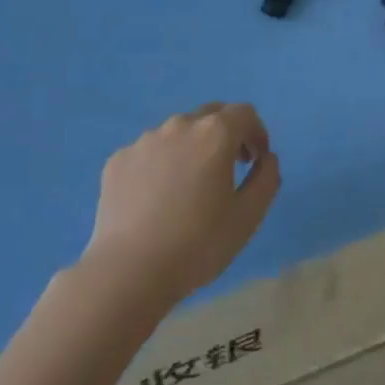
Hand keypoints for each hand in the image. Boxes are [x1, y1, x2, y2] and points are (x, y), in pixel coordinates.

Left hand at [82, 103, 279, 307]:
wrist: (129, 270)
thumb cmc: (198, 244)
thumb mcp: (248, 217)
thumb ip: (266, 179)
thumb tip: (266, 158)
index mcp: (214, 134)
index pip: (244, 113)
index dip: (257, 133)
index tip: (256, 161)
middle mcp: (178, 126)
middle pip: (210, 115)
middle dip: (226, 134)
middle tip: (229, 168)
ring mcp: (144, 141)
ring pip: (177, 133)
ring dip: (192, 149)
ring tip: (189, 188)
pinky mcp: (118, 159)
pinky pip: (148, 153)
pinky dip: (161, 165)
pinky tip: (157, 200)